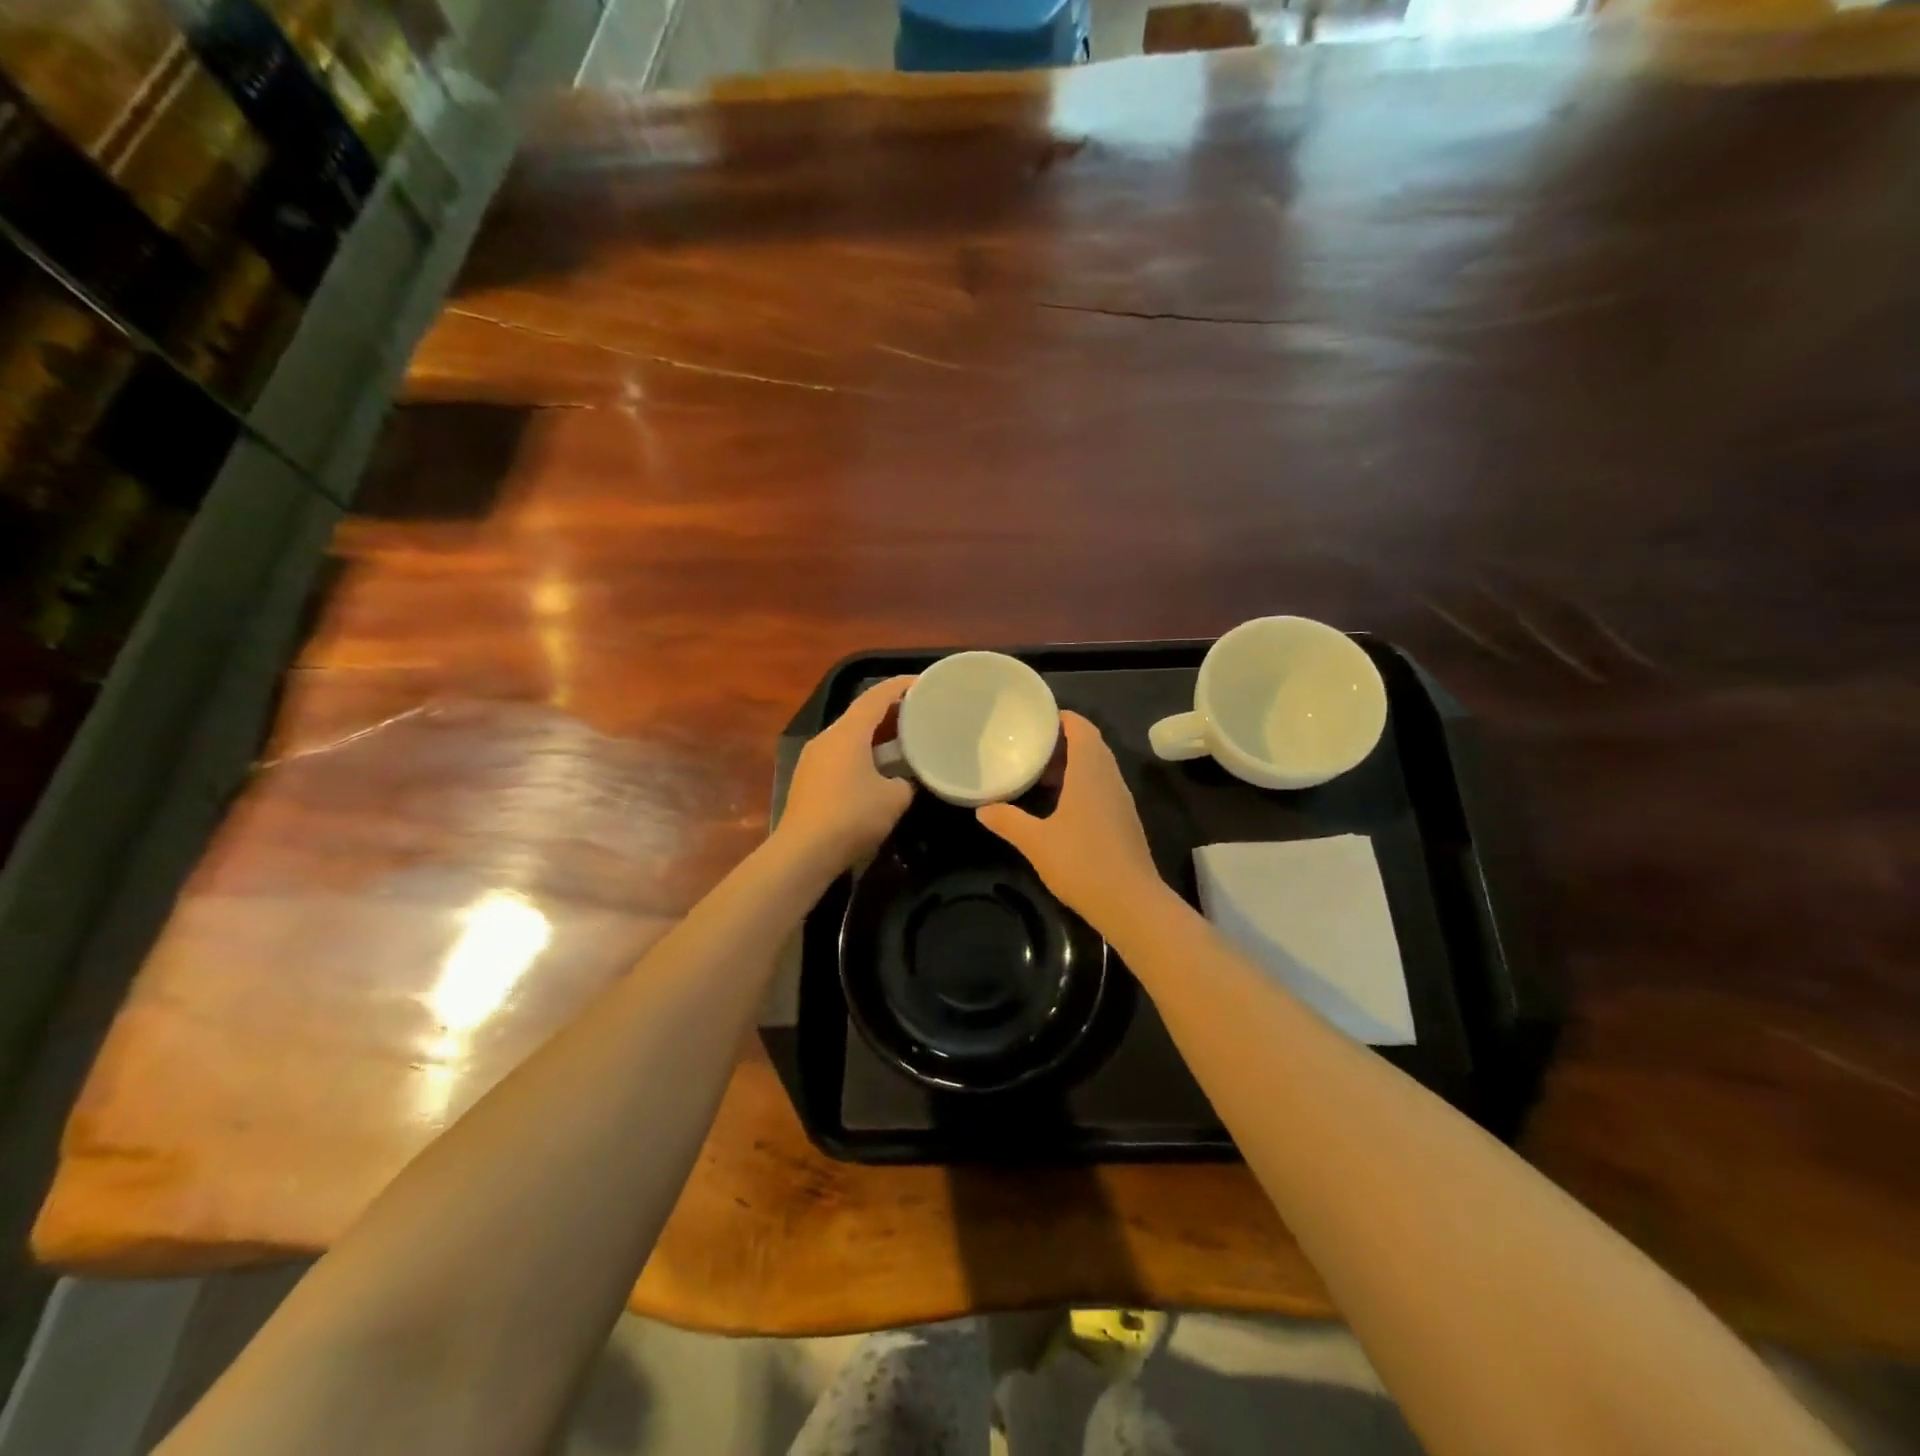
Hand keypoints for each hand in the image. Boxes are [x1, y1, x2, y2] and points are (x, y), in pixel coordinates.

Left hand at [778, 676, 916, 867]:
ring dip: (876, 735)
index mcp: (848, 732)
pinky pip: (840, 755)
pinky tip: (878, 770)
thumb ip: (906, 781)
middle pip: (861, 713)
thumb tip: (905, 780)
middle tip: (920, 714)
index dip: (901, 685)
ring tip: (903, 741)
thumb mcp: (894, 798)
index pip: (877, 696)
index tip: (924, 683)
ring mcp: (813, 758)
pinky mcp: (808, 780)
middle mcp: (827, 737)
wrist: (803, 852)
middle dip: (891, 711)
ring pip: (850, 736)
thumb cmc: (852, 817)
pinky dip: (862, 754)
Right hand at [976, 712, 1163, 930]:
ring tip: (1040, 774)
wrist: (1130, 903)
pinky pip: (1102, 787)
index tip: (1037, 718)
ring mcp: (1121, 800)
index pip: (1082, 728)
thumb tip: (983, 808)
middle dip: (1063, 741)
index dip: (1062, 718)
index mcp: (1090, 772)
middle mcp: (1110, 778)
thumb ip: (1008, 821)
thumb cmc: (1082, 863)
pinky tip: (1060, 806)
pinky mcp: (1124, 821)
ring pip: (1098, 768)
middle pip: (1091, 745)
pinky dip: (1082, 784)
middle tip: (1031, 746)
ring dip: (1073, 764)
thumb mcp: (1036, 842)